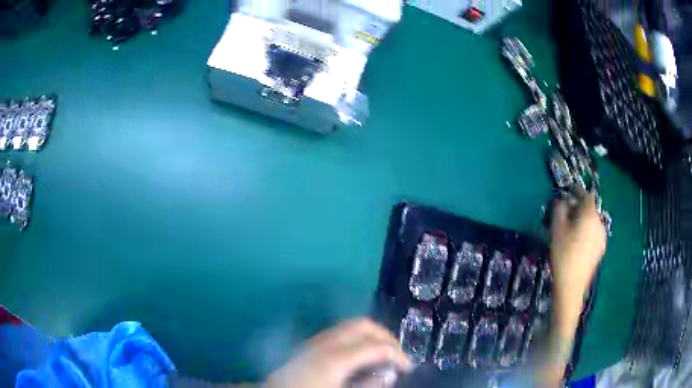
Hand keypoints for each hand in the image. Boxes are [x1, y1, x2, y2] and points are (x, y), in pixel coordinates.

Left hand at [265, 319, 412, 387]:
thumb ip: (368, 385)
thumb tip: (389, 374)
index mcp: (335, 357)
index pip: (376, 346)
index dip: (398, 354)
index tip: (408, 368)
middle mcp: (324, 343)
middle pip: (362, 325)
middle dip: (384, 336)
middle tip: (396, 355)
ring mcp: (313, 342)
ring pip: (349, 327)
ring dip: (369, 336)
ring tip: (380, 355)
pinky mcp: (307, 347)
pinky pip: (337, 334)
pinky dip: (355, 339)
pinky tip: (358, 357)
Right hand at [550, 191, 606, 306]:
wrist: (572, 286)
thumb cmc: (563, 255)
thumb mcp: (556, 230)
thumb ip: (559, 209)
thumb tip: (562, 201)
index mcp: (590, 215)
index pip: (586, 195)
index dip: (577, 190)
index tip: (568, 190)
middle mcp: (599, 222)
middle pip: (589, 208)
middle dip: (578, 207)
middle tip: (565, 213)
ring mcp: (602, 237)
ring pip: (592, 221)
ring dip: (582, 220)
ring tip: (570, 229)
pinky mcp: (601, 249)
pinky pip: (594, 232)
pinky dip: (586, 231)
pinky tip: (577, 242)